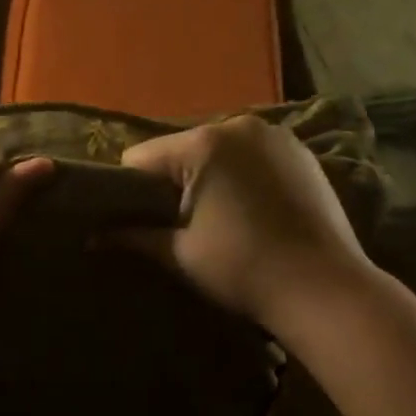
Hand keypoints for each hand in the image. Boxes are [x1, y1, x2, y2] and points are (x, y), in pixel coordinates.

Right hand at [120, 115, 369, 323]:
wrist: (325, 290)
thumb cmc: (243, 270)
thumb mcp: (180, 254)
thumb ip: (132, 237)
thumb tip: (90, 238)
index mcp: (203, 144)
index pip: (141, 158)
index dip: (130, 191)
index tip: (136, 222)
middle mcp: (239, 125)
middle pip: (180, 151)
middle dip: (172, 183)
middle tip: (178, 225)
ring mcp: (275, 136)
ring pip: (217, 152)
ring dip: (208, 178)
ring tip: (218, 220)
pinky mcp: (301, 152)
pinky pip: (251, 156)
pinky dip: (241, 176)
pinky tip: (250, 211)